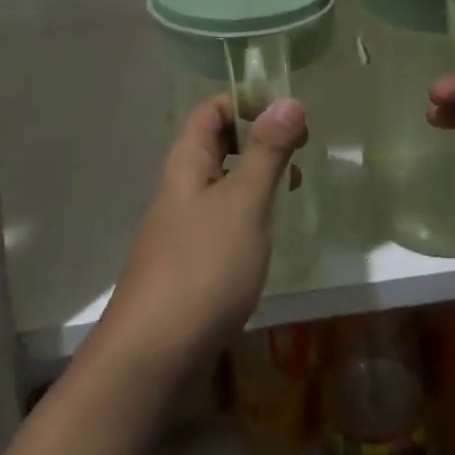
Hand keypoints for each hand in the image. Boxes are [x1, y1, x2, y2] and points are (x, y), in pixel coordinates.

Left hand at [90, 94, 308, 383]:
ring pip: (221, 182)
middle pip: (217, 143)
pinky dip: (248, 211)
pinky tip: (267, 233)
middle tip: (301, 152)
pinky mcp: (189, 260)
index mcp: (186, 162)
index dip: (249, 102)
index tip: (291, 116)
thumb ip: (266, 152)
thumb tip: (288, 99)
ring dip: (256, 175)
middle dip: (258, 138)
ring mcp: (181, 225)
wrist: (153, 354)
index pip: (212, 109)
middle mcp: (180, 186)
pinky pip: (221, 217)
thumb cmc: (203, 267)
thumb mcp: (243, 203)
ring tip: (293, 187)